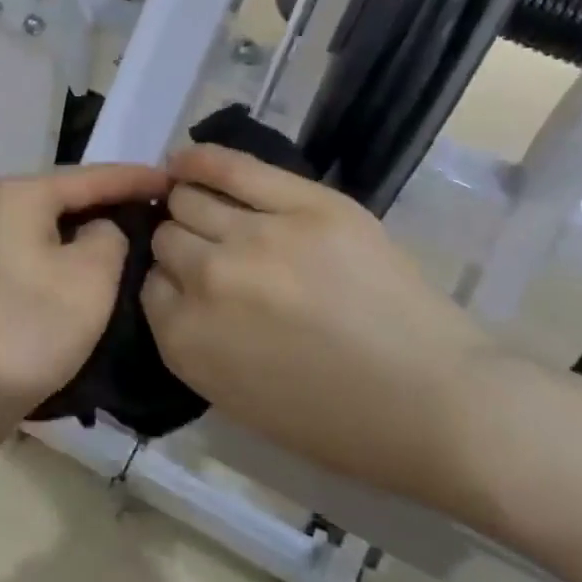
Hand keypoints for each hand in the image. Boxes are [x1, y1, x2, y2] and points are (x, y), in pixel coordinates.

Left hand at [0, 164, 170, 426]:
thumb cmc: (35, 325)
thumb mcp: (92, 274)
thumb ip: (112, 234)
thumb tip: (102, 230)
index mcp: (21, 194)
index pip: (92, 177)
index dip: (137, 178)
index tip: (176, 180)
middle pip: (71, 193)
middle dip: (115, 198)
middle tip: (162, 202)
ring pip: (57, 219)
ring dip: (95, 224)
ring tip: (139, 224)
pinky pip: (44, 242)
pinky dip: (73, 245)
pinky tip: (100, 253)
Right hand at [141, 145, 494, 491]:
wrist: (434, 404)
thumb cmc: (338, 422)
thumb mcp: (236, 399)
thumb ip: (193, 341)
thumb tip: (176, 288)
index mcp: (186, 341)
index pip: (148, 286)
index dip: (169, 283)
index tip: (188, 286)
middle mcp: (207, 280)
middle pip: (167, 238)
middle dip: (179, 246)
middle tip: (208, 253)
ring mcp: (257, 236)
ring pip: (191, 200)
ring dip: (190, 206)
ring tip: (204, 207)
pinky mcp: (305, 204)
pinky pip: (233, 168)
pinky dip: (201, 160)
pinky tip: (186, 160)